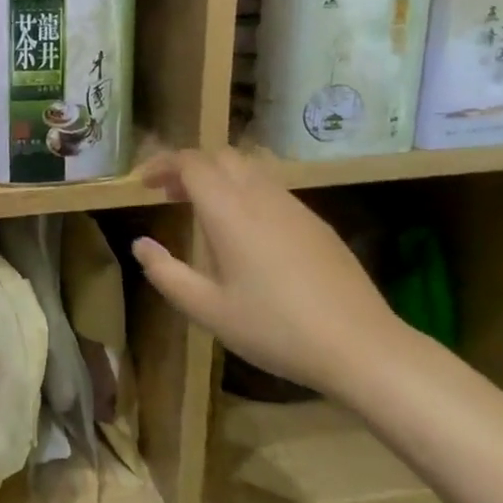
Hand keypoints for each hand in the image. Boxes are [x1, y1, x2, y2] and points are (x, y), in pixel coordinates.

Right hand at [132, 149, 405, 394]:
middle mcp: (261, 196)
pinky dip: (245, 192)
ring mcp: (294, 207)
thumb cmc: (275, 328)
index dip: (162, 164)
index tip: (144, 184)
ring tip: (203, 211)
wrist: (362, 346)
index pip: (191, 163)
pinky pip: (272, 189)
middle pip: (221, 156)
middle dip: (189, 166)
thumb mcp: (208, 310)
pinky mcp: (317, 223)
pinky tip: (246, 233)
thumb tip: (140, 244)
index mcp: (229, 210)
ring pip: (249, 169)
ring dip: (219, 177)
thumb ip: (166, 273)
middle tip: (170, 194)